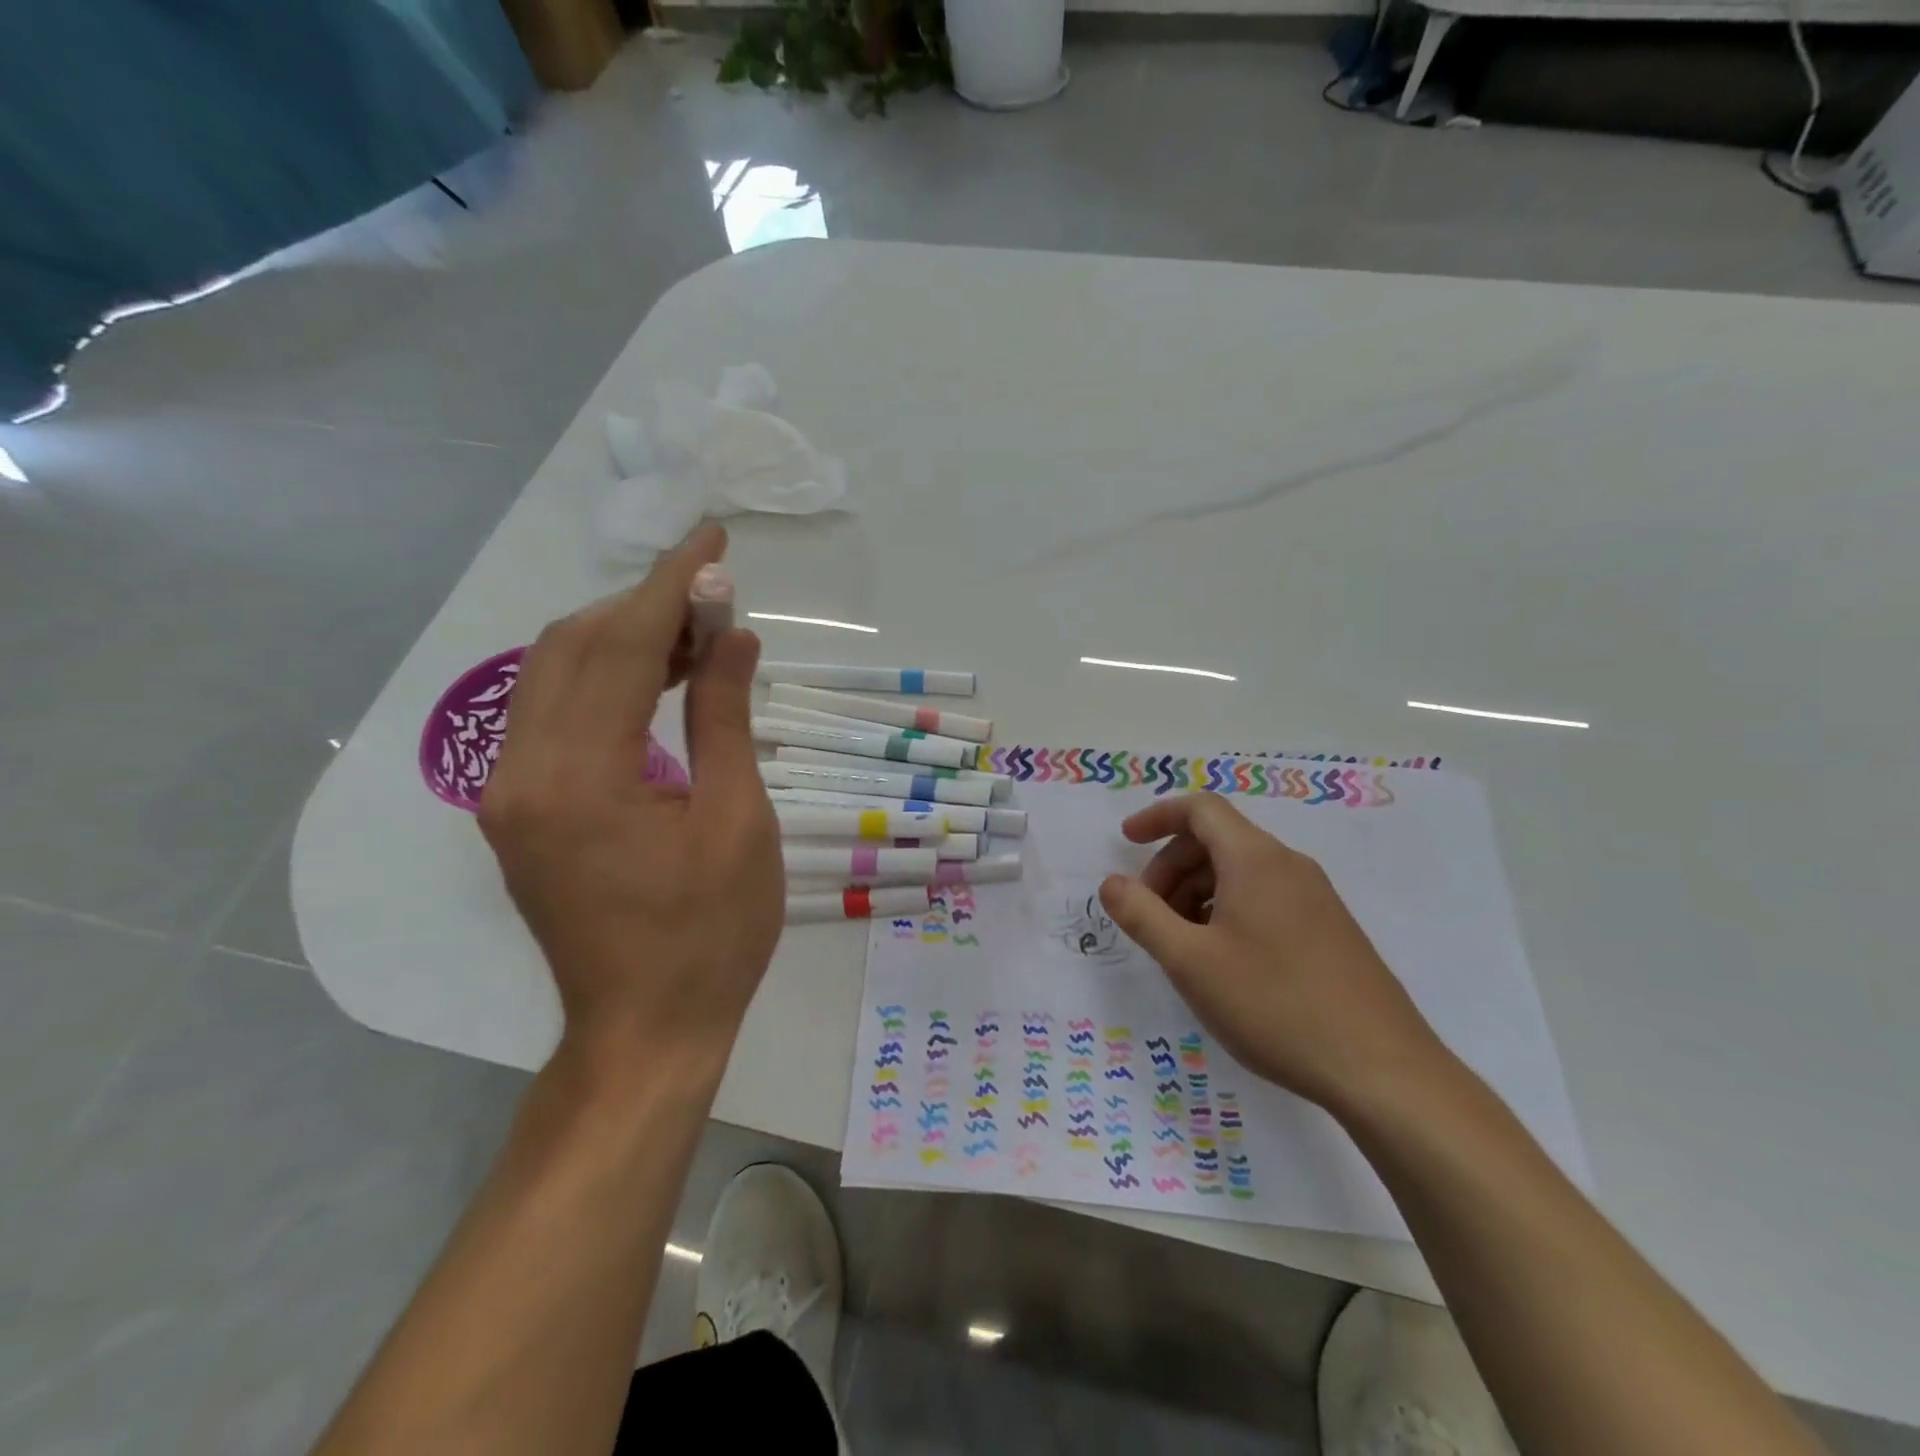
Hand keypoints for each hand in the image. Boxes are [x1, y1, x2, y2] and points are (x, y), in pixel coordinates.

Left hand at [478, 524, 782, 1071]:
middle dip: (642, 605)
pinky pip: (554, 718)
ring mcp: (509, 795)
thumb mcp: (737, 821)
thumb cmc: (712, 935)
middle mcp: (521, 774)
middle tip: (715, 595)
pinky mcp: (519, 812)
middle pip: (570, 648)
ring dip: (622, 640)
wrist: (646, 1030)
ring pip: (554, 677)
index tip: (712, 538)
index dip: (669, 584)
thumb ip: (723, 717)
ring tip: (697, 635)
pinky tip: (657, 681)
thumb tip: (731, 634)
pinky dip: (604, 683)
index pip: (619, 646)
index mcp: (578, 778)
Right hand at [1098, 793, 1444, 1112]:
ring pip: (1241, 872)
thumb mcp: (1190, 962)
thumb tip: (1111, 883)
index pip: (1200, 809)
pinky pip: (1265, 898)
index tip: (1125, 842)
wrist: (1382, 1070)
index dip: (1157, 817)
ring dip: (1198, 893)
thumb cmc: (1274, 1005)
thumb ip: (1141, 915)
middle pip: (1217, 840)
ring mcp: (1315, 898)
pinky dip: (1228, 910)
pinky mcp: (1330, 930)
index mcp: (1255, 859)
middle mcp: (1288, 866)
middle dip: (1171, 867)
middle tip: (1149, 915)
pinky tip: (1223, 962)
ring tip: (1182, 945)